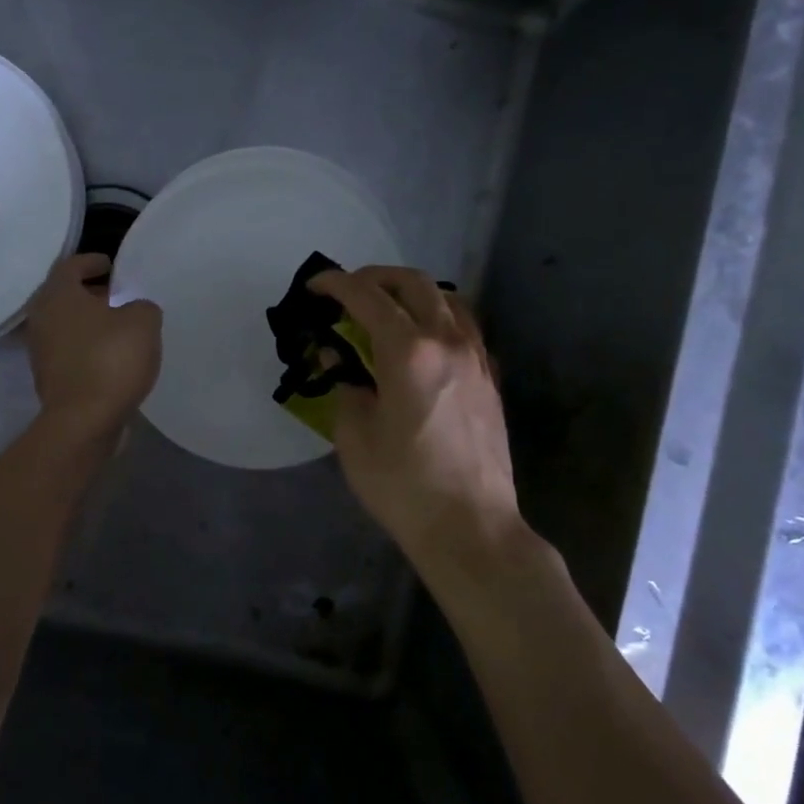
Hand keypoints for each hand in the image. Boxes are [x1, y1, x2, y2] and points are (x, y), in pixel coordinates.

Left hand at [24, 253, 161, 443]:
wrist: (84, 421)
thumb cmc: (111, 360)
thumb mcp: (143, 322)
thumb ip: (142, 306)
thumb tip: (135, 310)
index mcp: (58, 295)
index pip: (70, 265)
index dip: (91, 261)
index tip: (110, 264)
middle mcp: (41, 318)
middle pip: (63, 295)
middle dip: (89, 292)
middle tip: (116, 293)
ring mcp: (40, 350)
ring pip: (64, 324)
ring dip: (87, 321)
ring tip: (117, 325)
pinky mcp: (48, 377)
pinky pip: (68, 350)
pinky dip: (86, 346)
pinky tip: (110, 355)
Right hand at [308, 266, 525, 560]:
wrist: (470, 526)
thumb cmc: (402, 484)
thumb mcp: (354, 436)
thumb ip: (344, 385)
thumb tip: (336, 358)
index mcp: (408, 352)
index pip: (367, 297)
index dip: (335, 284)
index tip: (315, 287)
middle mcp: (446, 341)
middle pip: (413, 283)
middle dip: (375, 277)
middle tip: (348, 293)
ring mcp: (475, 357)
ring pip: (447, 298)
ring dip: (411, 293)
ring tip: (386, 310)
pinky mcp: (489, 378)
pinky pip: (464, 326)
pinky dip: (437, 316)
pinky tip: (421, 341)